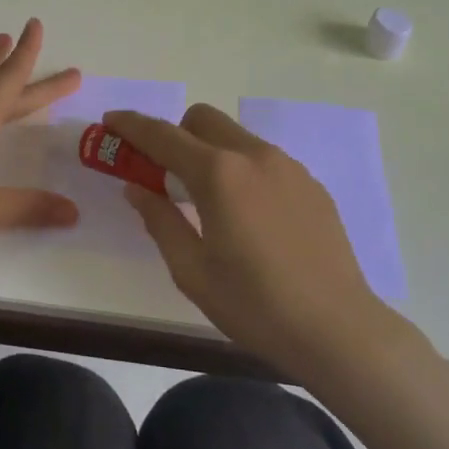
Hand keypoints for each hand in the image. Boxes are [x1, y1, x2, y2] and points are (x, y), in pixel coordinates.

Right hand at [105, 105, 410, 375]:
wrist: (338, 329)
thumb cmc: (255, 305)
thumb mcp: (192, 271)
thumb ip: (160, 220)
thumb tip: (138, 188)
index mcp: (219, 174)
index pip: (163, 136)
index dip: (132, 126)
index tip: (111, 122)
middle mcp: (254, 156)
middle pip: (202, 119)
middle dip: (175, 134)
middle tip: (164, 174)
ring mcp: (288, 167)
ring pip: (235, 136)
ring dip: (209, 151)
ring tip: (209, 202)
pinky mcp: (310, 184)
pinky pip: (263, 159)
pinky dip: (241, 169)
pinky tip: (249, 216)